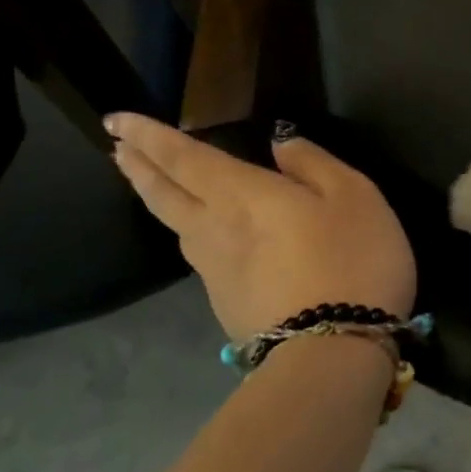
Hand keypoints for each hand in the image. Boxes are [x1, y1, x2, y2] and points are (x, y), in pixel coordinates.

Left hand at [107, 114, 414, 339]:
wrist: (334, 352)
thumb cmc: (352, 259)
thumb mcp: (353, 195)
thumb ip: (313, 163)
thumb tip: (280, 143)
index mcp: (240, 194)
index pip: (182, 157)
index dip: (148, 135)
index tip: (116, 119)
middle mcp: (213, 230)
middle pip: (163, 194)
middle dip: (138, 166)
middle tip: (118, 148)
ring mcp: (215, 274)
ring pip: (176, 227)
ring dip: (157, 199)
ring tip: (152, 184)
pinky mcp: (226, 306)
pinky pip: (201, 258)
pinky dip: (191, 235)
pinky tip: (207, 238)